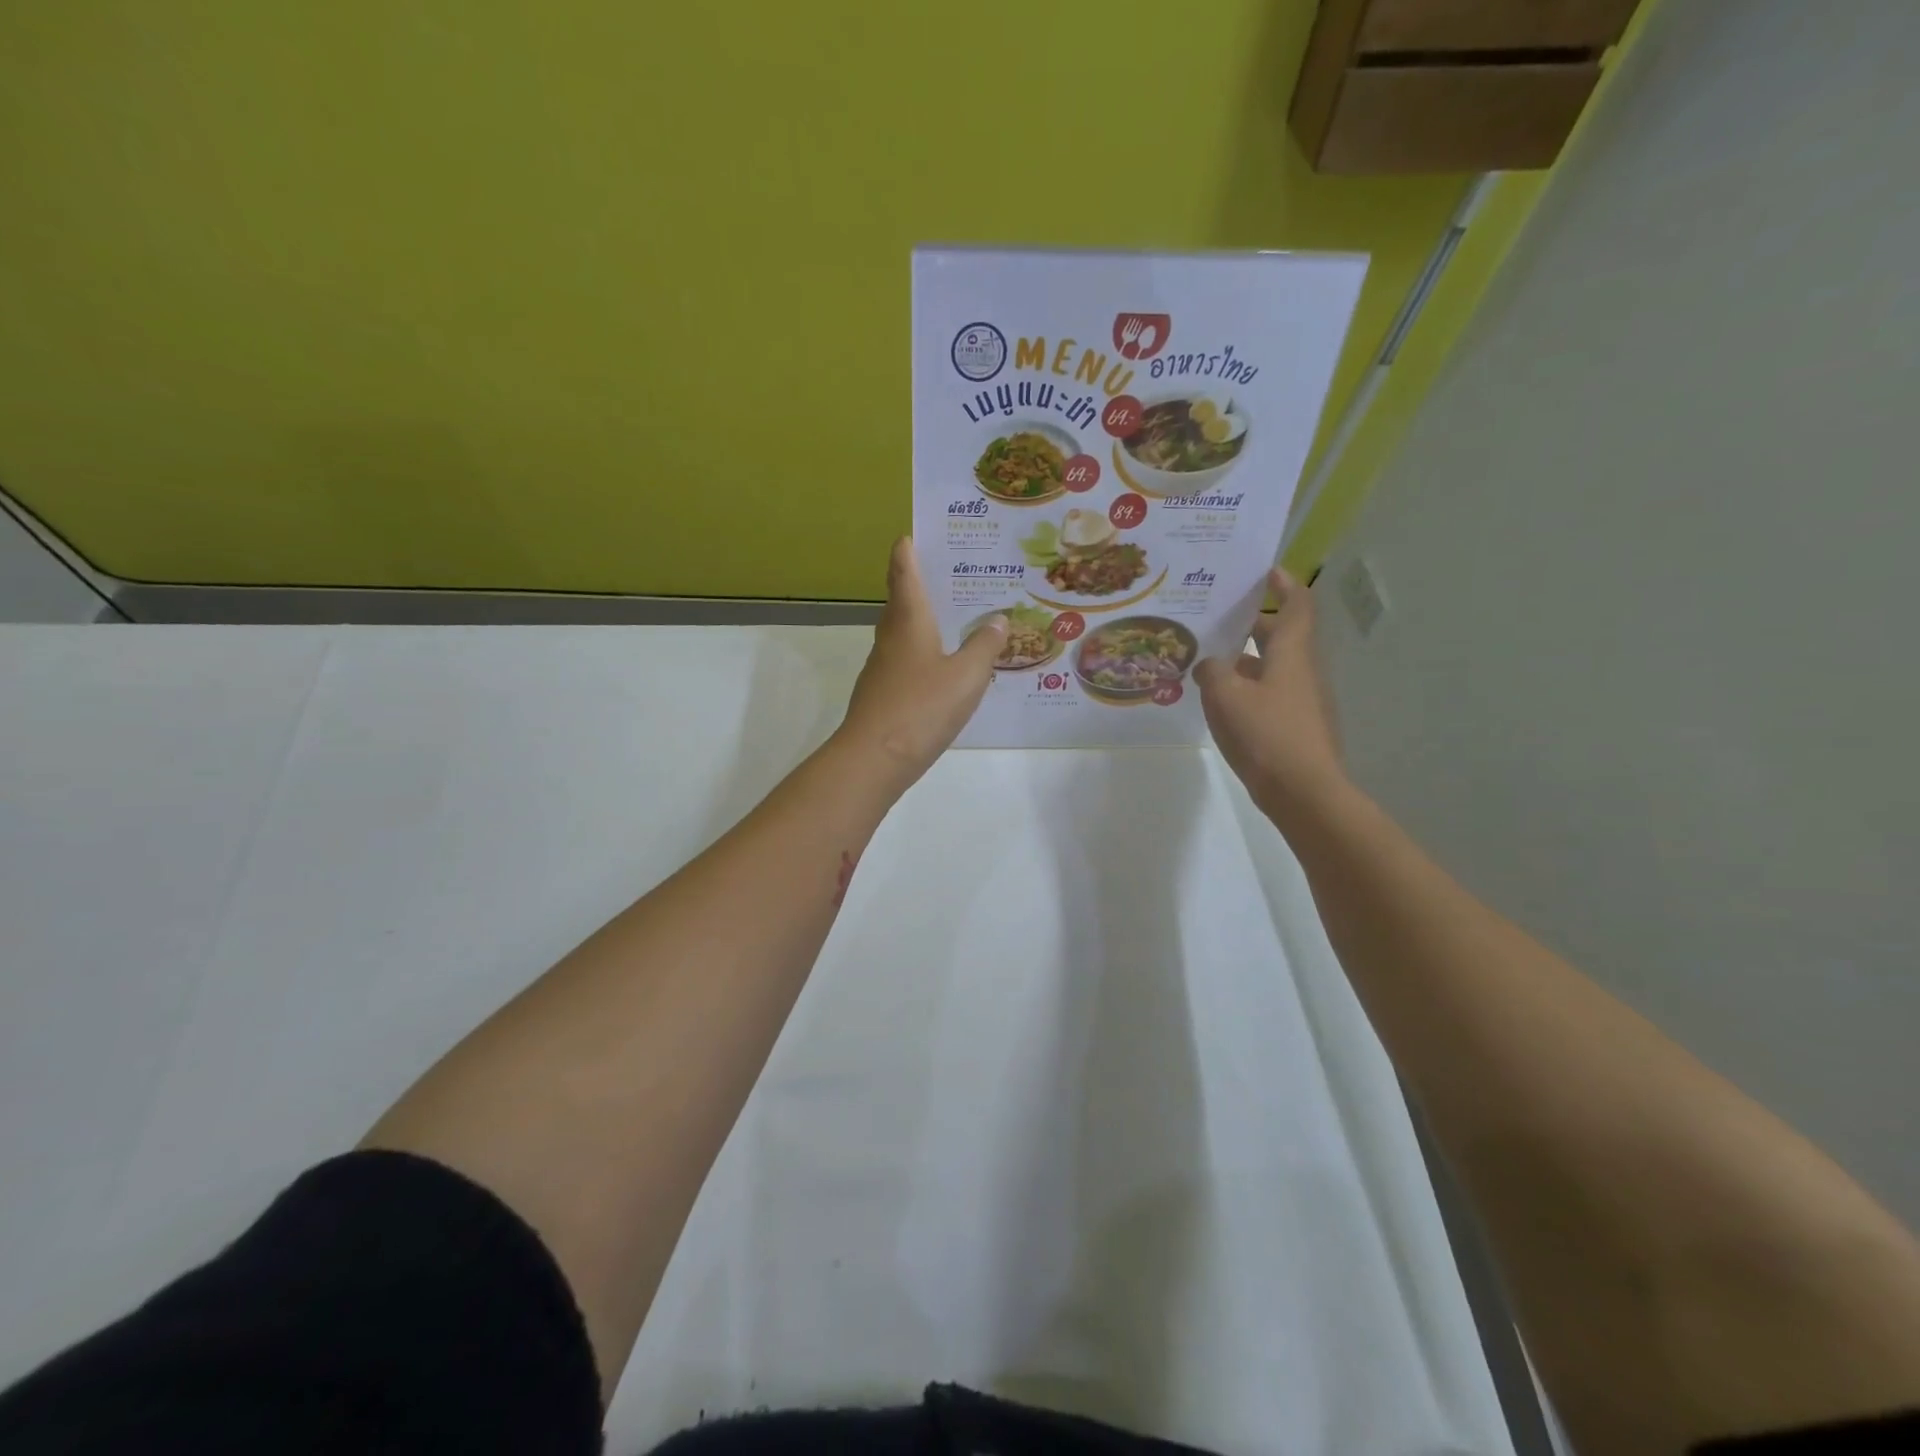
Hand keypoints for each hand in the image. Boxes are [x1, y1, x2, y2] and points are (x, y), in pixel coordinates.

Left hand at [837, 538, 1005, 786]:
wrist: (874, 759)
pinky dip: (924, 653)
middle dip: (921, 583)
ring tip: (957, 618)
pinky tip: (945, 668)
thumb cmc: (921, 707)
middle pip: (901, 600)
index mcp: (909, 620)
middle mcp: (891, 637)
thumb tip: (997, 619)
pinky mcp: (883, 694)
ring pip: (903, 632)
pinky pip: (906, 661)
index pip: (904, 572)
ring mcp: (883, 667)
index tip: (912, 533)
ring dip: (924, 620)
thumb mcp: (967, 676)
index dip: (908, 551)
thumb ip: (984, 646)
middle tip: (953, 574)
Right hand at [1194, 568, 1345, 819]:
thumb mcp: (1226, 696)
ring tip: (1208, 660)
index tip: (1265, 572)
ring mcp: (1303, 701)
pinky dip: (1248, 688)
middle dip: (1252, 624)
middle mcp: (1302, 671)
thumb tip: (1210, 664)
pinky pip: (1270, 694)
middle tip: (1217, 618)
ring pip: (1273, 667)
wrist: (1303, 792)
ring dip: (1245, 659)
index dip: (1284, 584)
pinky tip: (1221, 701)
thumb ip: (1212, 671)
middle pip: (1281, 636)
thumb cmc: (1266, 734)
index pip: (1297, 605)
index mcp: (1292, 653)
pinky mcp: (1296, 726)